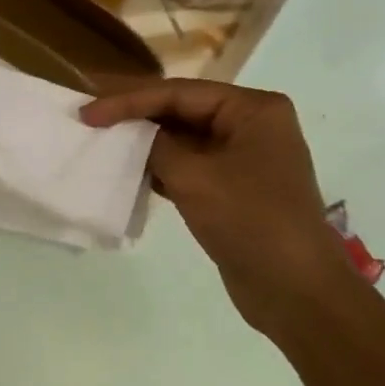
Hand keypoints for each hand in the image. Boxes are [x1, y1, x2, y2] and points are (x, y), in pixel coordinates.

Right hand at [81, 79, 356, 333]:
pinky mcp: (234, 188)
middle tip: (90, 116)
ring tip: (102, 141)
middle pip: (182, 110)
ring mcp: (244, 157)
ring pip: (183, 140)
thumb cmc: (250, 222)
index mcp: (253, 109)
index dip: (129, 100)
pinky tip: (129, 171)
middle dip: (137, 116)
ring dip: (146, 142)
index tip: (88, 112)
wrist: (296, 292)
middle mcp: (251, 125)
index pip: (179, 93)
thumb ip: (157, 146)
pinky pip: (190, 166)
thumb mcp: (195, 177)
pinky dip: (160, 167)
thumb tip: (134, 134)